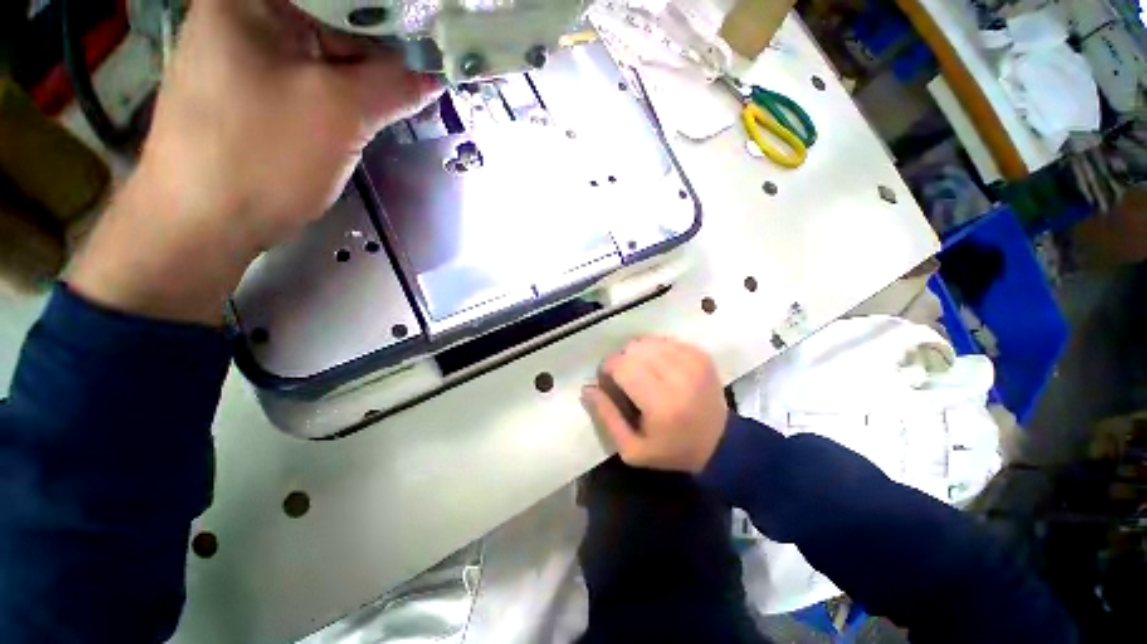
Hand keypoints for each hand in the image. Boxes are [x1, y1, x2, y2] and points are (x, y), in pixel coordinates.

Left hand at [70, 0, 440, 324]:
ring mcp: (248, 55)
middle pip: (332, 15)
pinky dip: (347, 90)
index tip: (430, 31)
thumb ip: (395, 86)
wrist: (204, 224)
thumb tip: (436, 75)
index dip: (390, 11)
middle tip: (428, 63)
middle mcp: (246, 15)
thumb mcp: (340, 113)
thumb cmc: (261, 156)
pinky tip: (373, 104)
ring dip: (367, 70)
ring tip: (409, 87)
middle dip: (382, 41)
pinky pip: (313, 77)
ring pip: (325, 49)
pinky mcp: (257, 91)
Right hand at [582, 337, 728, 472]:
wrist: (721, 444)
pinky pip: (665, 340)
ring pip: (648, 341)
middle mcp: (678, 377)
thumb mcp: (632, 449)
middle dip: (621, 360)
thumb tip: (587, 388)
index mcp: (661, 403)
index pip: (622, 366)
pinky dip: (654, 350)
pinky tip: (658, 367)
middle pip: (633, 349)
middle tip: (625, 378)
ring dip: (637, 354)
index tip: (608, 380)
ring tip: (641, 372)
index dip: (607, 369)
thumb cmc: (672, 450)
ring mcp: (693, 362)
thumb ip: (606, 417)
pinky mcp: (701, 355)